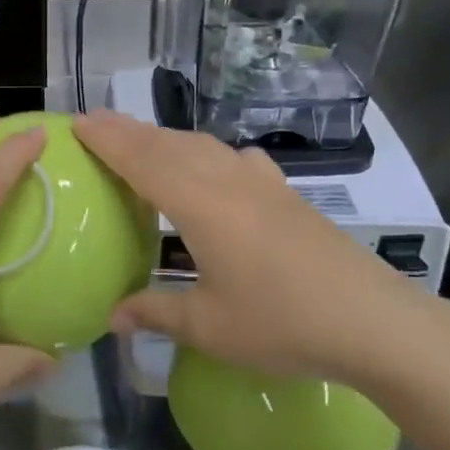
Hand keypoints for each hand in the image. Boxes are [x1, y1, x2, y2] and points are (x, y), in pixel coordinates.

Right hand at [74, 110, 446, 383]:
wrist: (371, 319)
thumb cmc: (282, 323)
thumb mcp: (210, 326)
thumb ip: (157, 312)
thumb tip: (111, 317)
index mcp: (200, 205)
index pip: (143, 160)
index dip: (108, 140)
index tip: (77, 123)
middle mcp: (228, 180)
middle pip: (170, 144)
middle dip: (130, 131)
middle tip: (96, 124)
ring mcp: (262, 183)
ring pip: (203, 146)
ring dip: (167, 139)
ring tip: (143, 143)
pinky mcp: (287, 194)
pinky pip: (235, 159)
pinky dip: (208, 154)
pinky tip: (216, 168)